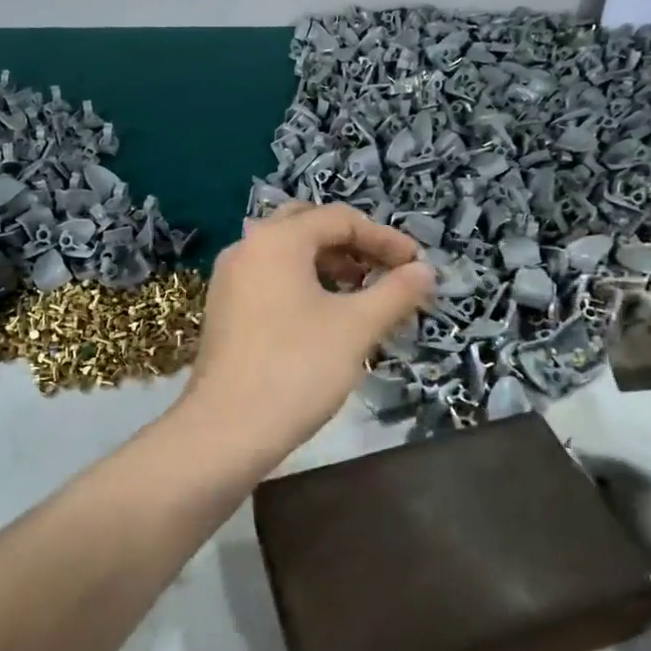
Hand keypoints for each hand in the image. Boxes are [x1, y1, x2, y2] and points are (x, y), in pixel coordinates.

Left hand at [180, 203, 433, 464]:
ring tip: (362, 296)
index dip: (385, 239)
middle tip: (385, 272)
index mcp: (277, 239)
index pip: (341, 219)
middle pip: (310, 226)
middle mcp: (248, 247)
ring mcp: (230, 278)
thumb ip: (396, 292)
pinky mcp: (225, 308)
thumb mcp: (356, 328)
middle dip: (353, 245)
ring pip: (288, 254)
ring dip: (329, 265)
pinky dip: (303, 284)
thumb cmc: (296, 369)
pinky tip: (325, 317)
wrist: (226, 430)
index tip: (416, 266)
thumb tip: (426, 271)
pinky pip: (271, 278)